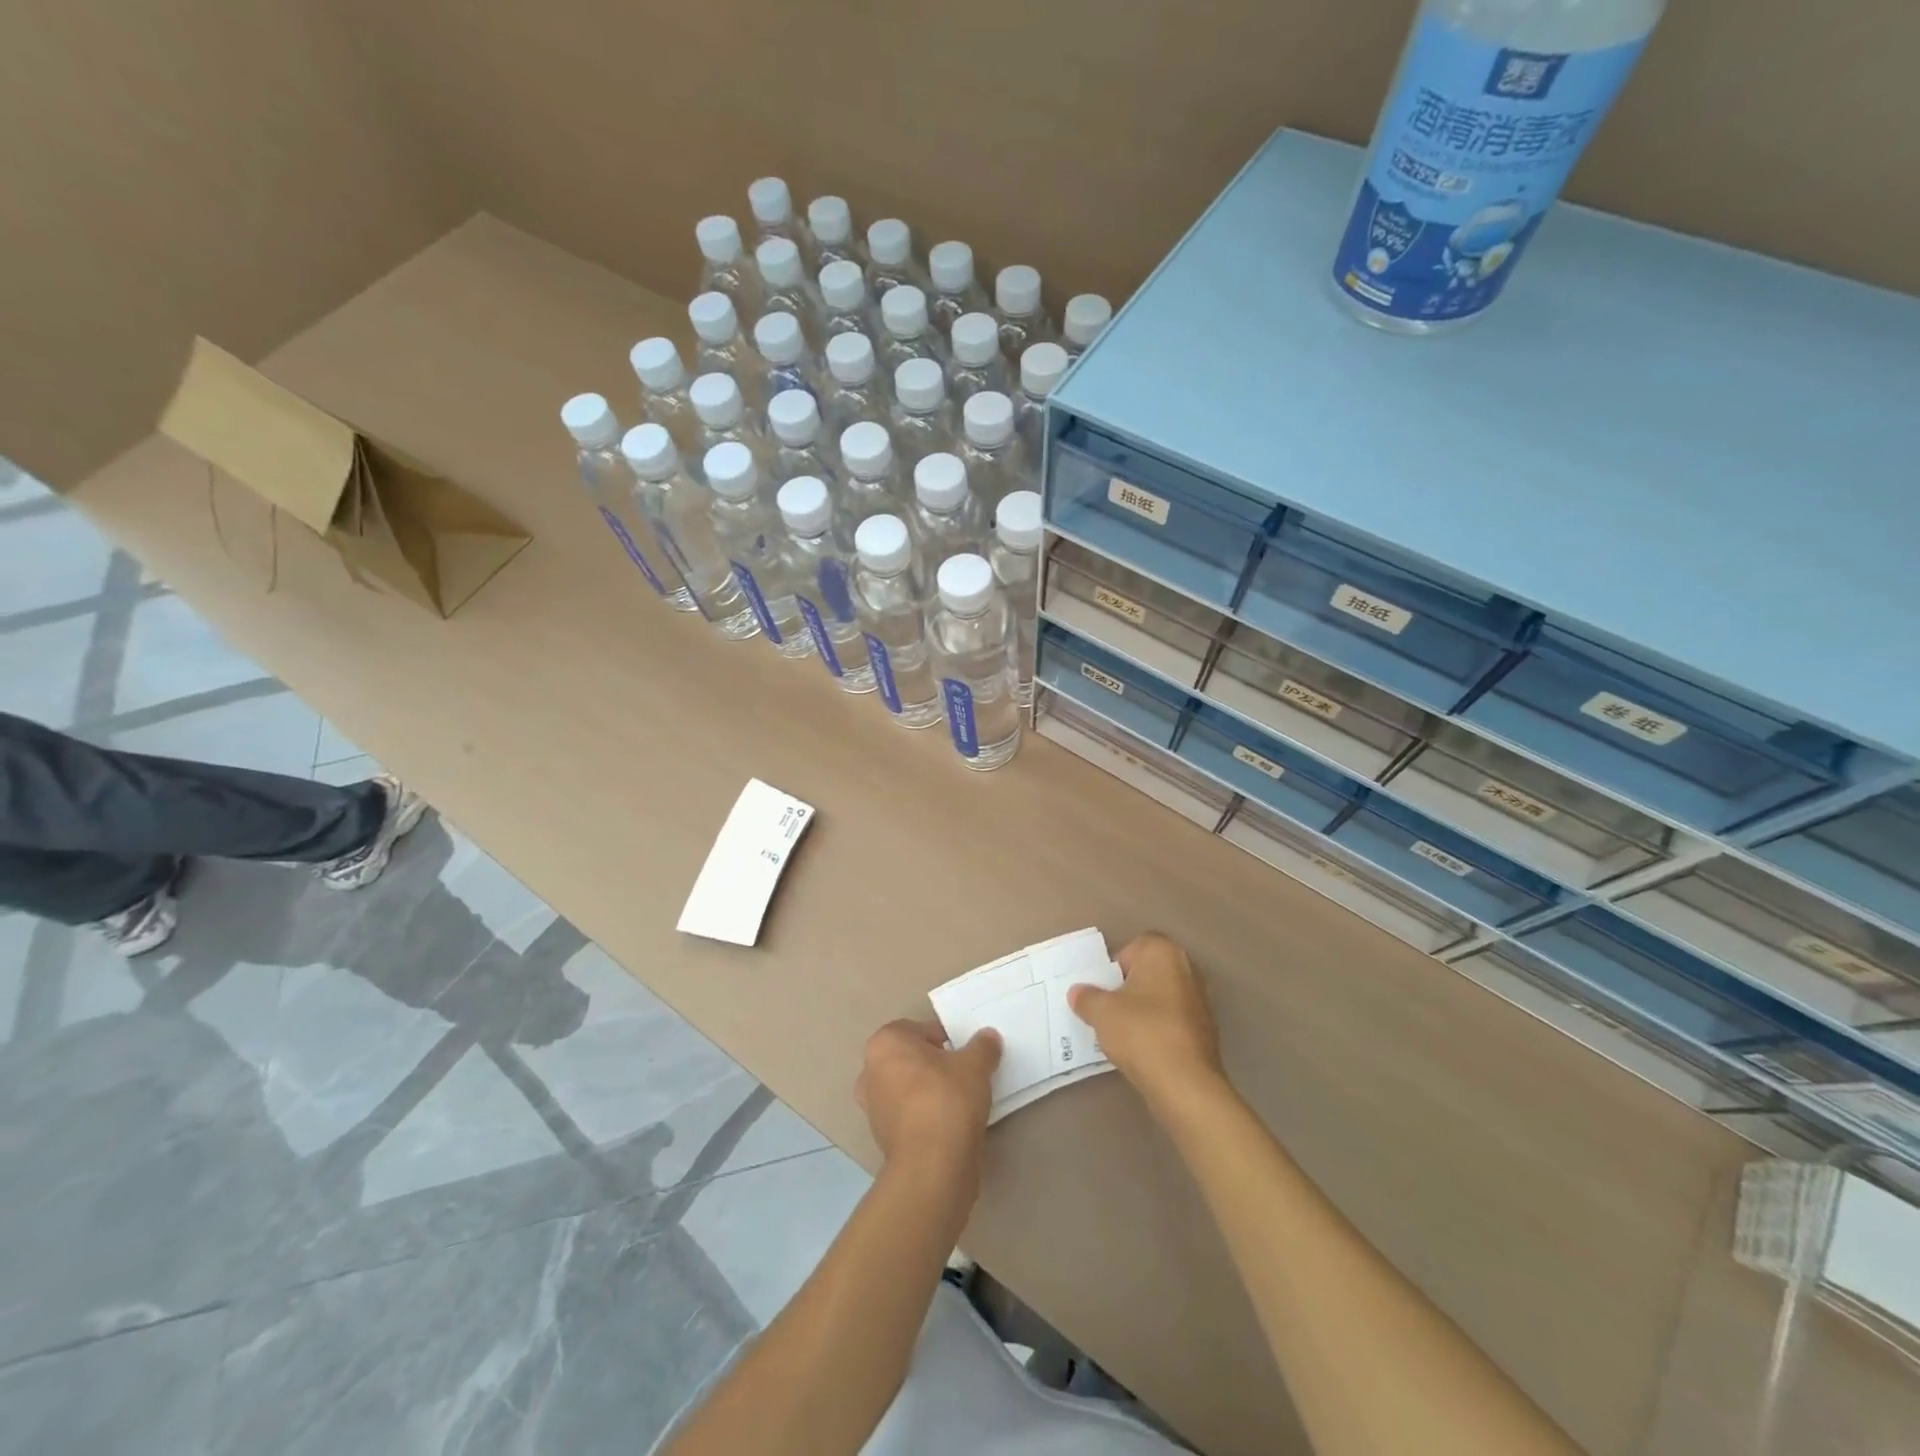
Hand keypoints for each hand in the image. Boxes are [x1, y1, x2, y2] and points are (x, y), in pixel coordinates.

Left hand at [856, 1020, 1000, 1181]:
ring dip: (927, 1091)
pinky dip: (923, 1116)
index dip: (944, 1038)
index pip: (917, 1030)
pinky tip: (948, 1124)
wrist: (932, 1165)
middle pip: (908, 1059)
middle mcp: (870, 1071)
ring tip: (958, 1100)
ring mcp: (872, 1107)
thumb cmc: (947, 1099)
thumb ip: (982, 1047)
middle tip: (961, 1073)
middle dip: (932, 1064)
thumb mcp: (975, 1065)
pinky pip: (907, 1115)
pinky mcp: (881, 1138)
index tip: (963, 1053)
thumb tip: (988, 1037)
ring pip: (906, 1088)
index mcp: (885, 1043)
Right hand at [1069, 933, 1222, 1107]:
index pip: (1133, 948)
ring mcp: (1201, 1000)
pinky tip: (1144, 1049)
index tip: (1103, 990)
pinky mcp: (1207, 1029)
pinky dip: (1159, 1029)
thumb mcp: (1101, 1012)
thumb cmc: (1140, 1032)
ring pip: (1162, 997)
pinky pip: (1173, 1020)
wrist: (1185, 1083)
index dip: (1114, 967)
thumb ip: (1086, 997)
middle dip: (1128, 988)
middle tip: (1109, 1010)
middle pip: (1149, 972)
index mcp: (1163, 952)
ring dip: (1144, 1010)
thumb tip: (1078, 992)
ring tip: (1123, 1033)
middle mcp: (1187, 968)